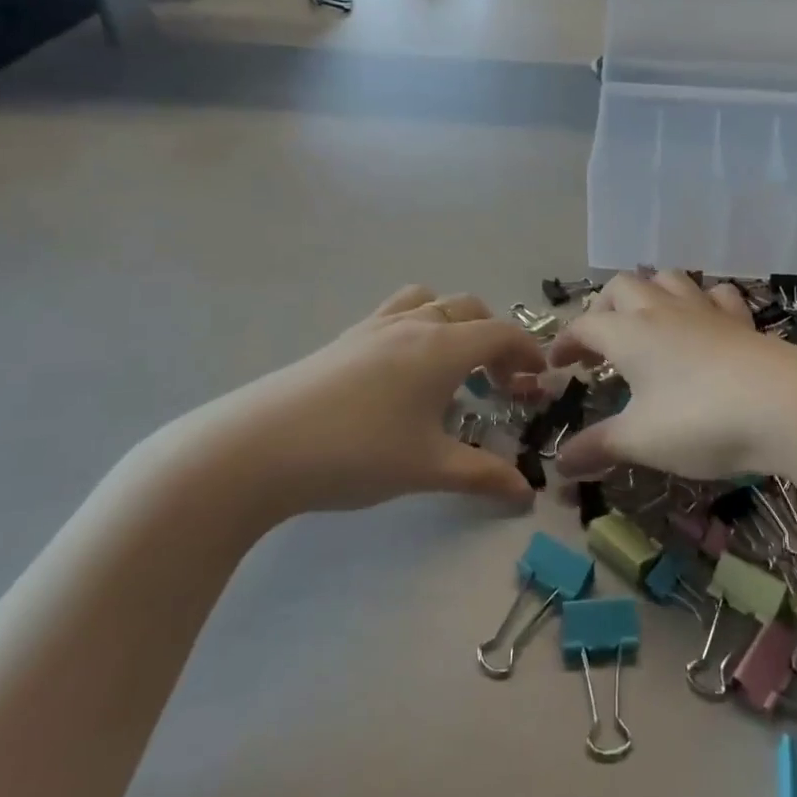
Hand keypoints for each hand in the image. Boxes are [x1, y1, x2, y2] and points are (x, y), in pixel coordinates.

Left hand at [147, 286, 544, 523]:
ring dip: (454, 324)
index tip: (539, 382)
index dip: (528, 354)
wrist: (257, 448)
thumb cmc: (356, 453)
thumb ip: (483, 476)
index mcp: (442, 347)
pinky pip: (396, 313)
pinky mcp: (344, 339)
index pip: (501, 333)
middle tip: (498, 383)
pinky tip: (402, 373)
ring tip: (451, 366)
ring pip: (429, 302)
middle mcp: (413, 324)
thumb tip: (526, 494)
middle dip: (495, 339)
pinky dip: (418, 327)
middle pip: (470, 310)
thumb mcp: (428, 468)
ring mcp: (374, 327)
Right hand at [546, 271, 796, 497]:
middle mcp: (663, 310)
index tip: (557, 365)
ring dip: (650, 293)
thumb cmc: (699, 420)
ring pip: (668, 279)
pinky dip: (702, 301)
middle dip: (603, 308)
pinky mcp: (743, 320)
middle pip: (622, 287)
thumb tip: (559, 467)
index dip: (565, 342)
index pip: (584, 326)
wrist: (786, 407)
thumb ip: (597, 448)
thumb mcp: (641, 441)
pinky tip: (704, 322)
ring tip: (646, 323)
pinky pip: (716, 295)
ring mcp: (706, 310)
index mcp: (629, 333)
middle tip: (600, 342)